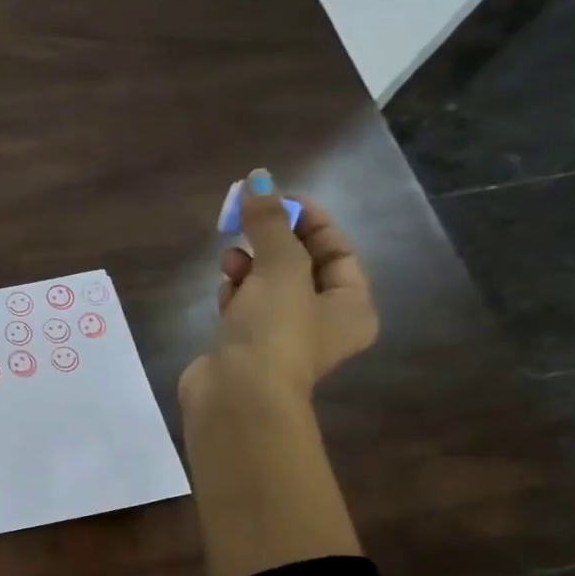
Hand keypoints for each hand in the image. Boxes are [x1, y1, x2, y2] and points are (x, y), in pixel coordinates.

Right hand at [178, 169, 377, 411]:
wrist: (236, 397)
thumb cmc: (274, 332)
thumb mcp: (280, 269)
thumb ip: (269, 223)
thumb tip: (257, 178)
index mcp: (351, 306)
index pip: (337, 249)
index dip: (308, 219)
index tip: (274, 199)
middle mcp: (322, 323)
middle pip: (299, 266)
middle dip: (272, 243)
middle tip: (245, 225)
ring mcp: (281, 337)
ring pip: (267, 286)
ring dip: (249, 267)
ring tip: (229, 261)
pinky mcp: (245, 347)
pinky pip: (243, 307)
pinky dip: (234, 293)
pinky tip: (223, 289)